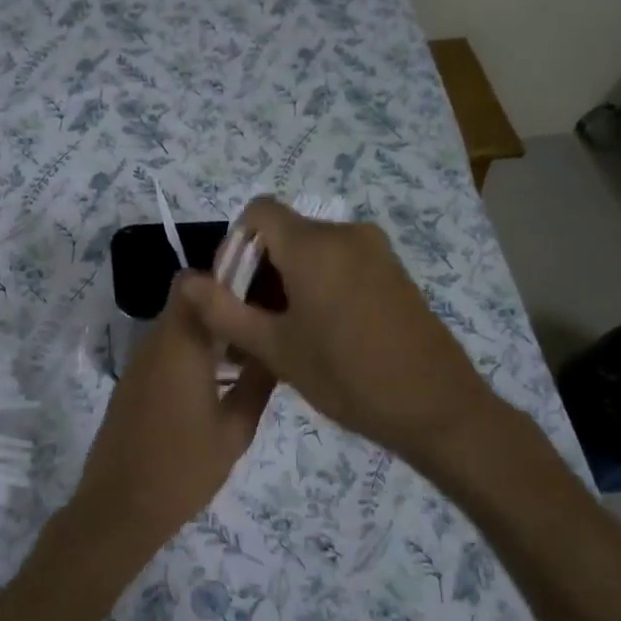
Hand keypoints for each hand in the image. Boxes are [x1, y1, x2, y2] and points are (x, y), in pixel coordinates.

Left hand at [66, 275, 274, 557]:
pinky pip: (166, 351)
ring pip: (178, 327)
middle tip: (265, 323)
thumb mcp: (235, 430)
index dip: (226, 276)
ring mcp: (140, 363)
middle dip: (225, 305)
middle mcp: (156, 343)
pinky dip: (193, 352)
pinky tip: (221, 380)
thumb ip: (257, 384)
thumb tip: (275, 351)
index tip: (262, 289)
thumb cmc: (184, 469)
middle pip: (189, 302)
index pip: (194, 282)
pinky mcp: (133, 383)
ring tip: (251, 353)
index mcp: (181, 345)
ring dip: (210, 331)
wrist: (120, 508)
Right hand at [179, 197, 497, 464]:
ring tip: (282, 335)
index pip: (256, 213)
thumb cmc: (347, 377)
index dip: (232, 247)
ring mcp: (375, 251)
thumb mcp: (276, 349)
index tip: (230, 295)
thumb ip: (224, 311)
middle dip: (257, 272)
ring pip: (310, 250)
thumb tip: (184, 280)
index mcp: (314, 244)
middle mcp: (346, 234)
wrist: (436, 407)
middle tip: (250, 326)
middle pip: (283, 232)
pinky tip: (319, 332)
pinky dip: (316, 285)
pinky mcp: (392, 271)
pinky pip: (339, 263)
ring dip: (285, 282)